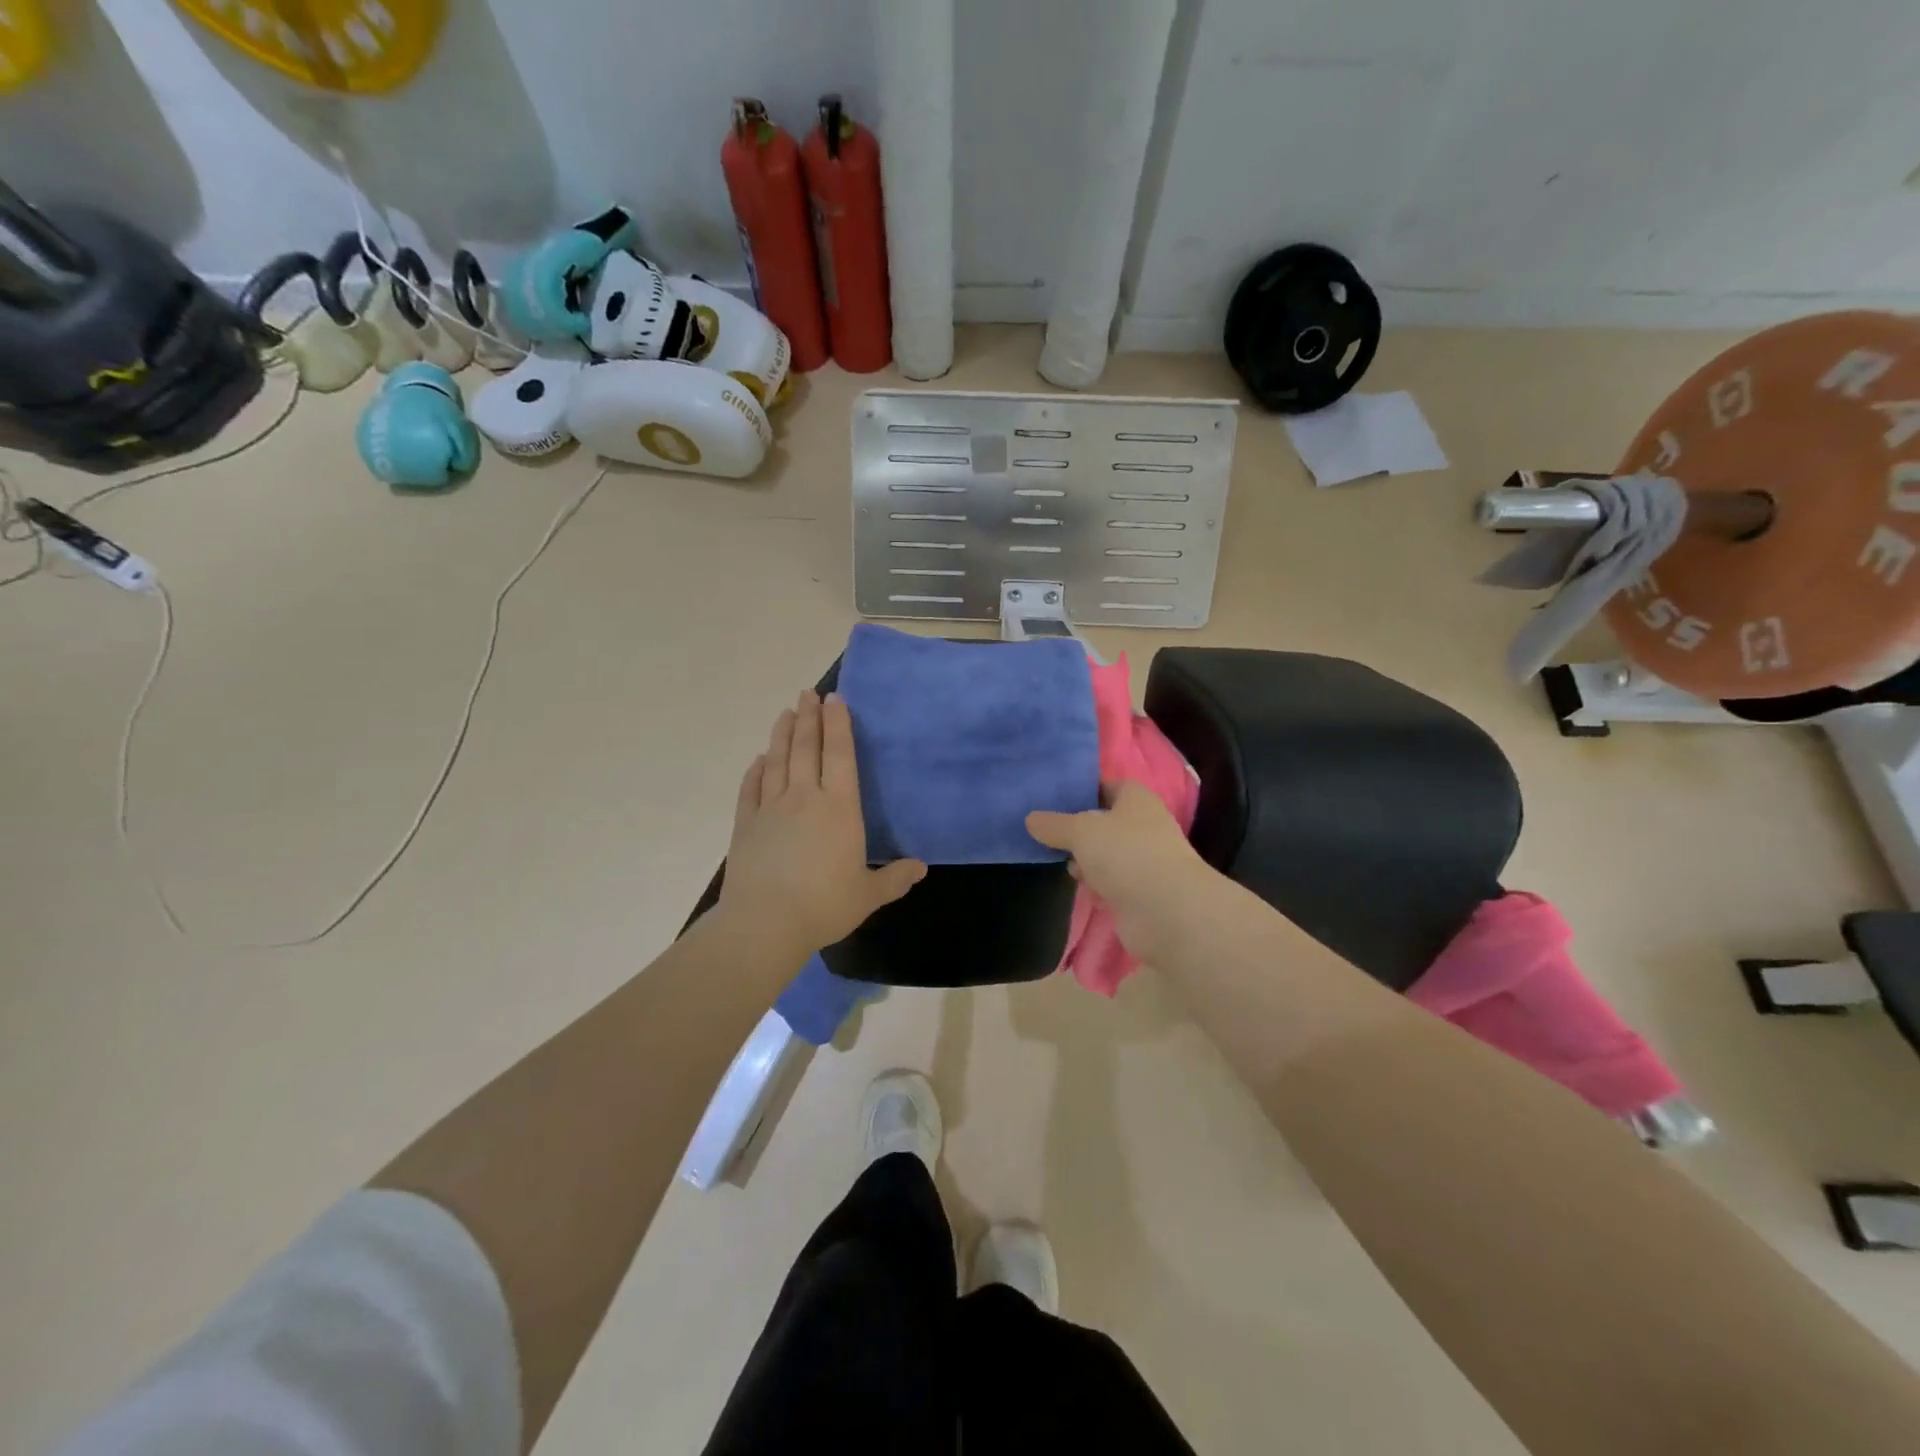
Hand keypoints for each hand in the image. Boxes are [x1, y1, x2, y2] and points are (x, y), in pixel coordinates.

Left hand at [717, 690, 926, 962]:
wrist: (765, 922)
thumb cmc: (824, 905)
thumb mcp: (868, 894)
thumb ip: (895, 878)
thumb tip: (921, 867)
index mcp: (839, 808)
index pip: (840, 755)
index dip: (838, 725)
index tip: (835, 700)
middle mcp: (805, 797)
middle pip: (806, 747)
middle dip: (808, 717)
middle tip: (808, 693)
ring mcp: (771, 807)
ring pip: (777, 760)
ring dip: (782, 734)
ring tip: (785, 712)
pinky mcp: (746, 823)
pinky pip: (751, 787)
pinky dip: (756, 770)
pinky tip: (758, 760)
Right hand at [1027, 781, 1220, 965]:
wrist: (1167, 912)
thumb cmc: (1126, 854)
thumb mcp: (1081, 831)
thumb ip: (1054, 824)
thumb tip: (1030, 819)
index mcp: (1136, 799)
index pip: (1107, 786)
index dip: (1082, 790)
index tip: (1052, 799)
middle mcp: (1144, 826)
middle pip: (1105, 822)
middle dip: (1079, 830)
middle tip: (1047, 835)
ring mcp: (1144, 862)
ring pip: (1107, 855)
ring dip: (1087, 862)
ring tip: (1062, 864)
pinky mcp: (1141, 894)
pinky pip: (1112, 884)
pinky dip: (1098, 887)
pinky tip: (1082, 891)